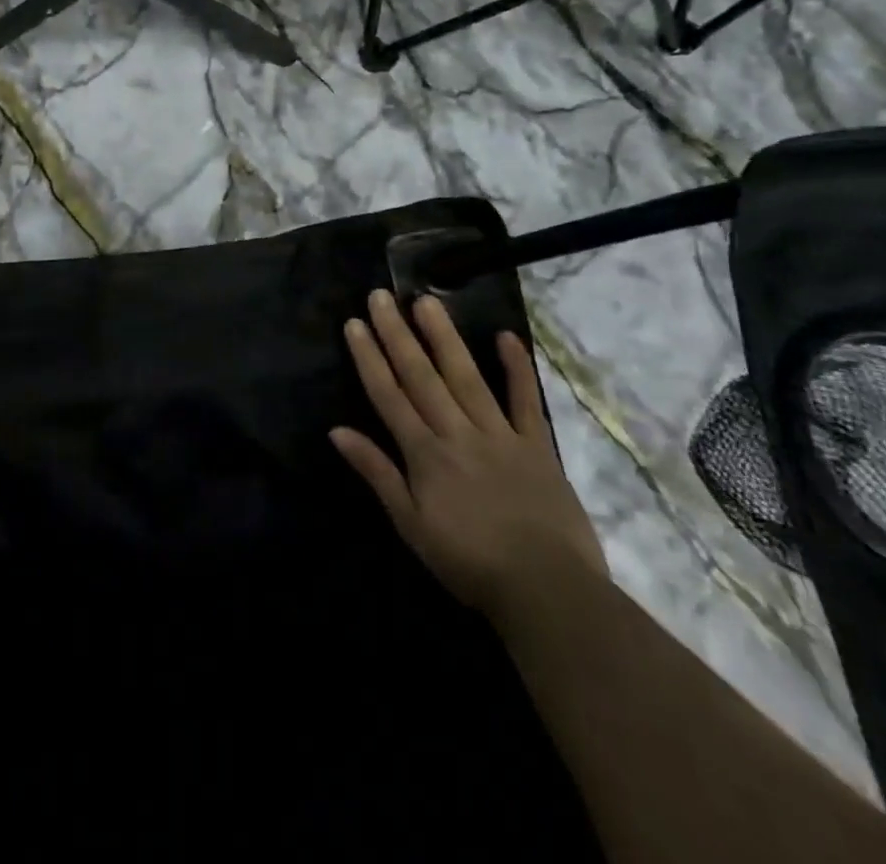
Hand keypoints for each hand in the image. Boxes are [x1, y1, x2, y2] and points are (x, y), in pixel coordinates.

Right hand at [330, 291, 607, 623]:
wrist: (548, 589)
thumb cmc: (469, 562)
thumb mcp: (410, 525)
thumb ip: (377, 472)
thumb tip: (337, 430)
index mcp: (425, 453)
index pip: (388, 395)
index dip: (369, 357)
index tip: (355, 323)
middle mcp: (457, 432)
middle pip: (421, 375)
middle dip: (397, 334)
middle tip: (381, 296)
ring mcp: (500, 434)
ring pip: (465, 376)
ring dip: (443, 337)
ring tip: (426, 302)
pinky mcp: (537, 445)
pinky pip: (525, 400)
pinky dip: (516, 367)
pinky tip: (505, 336)